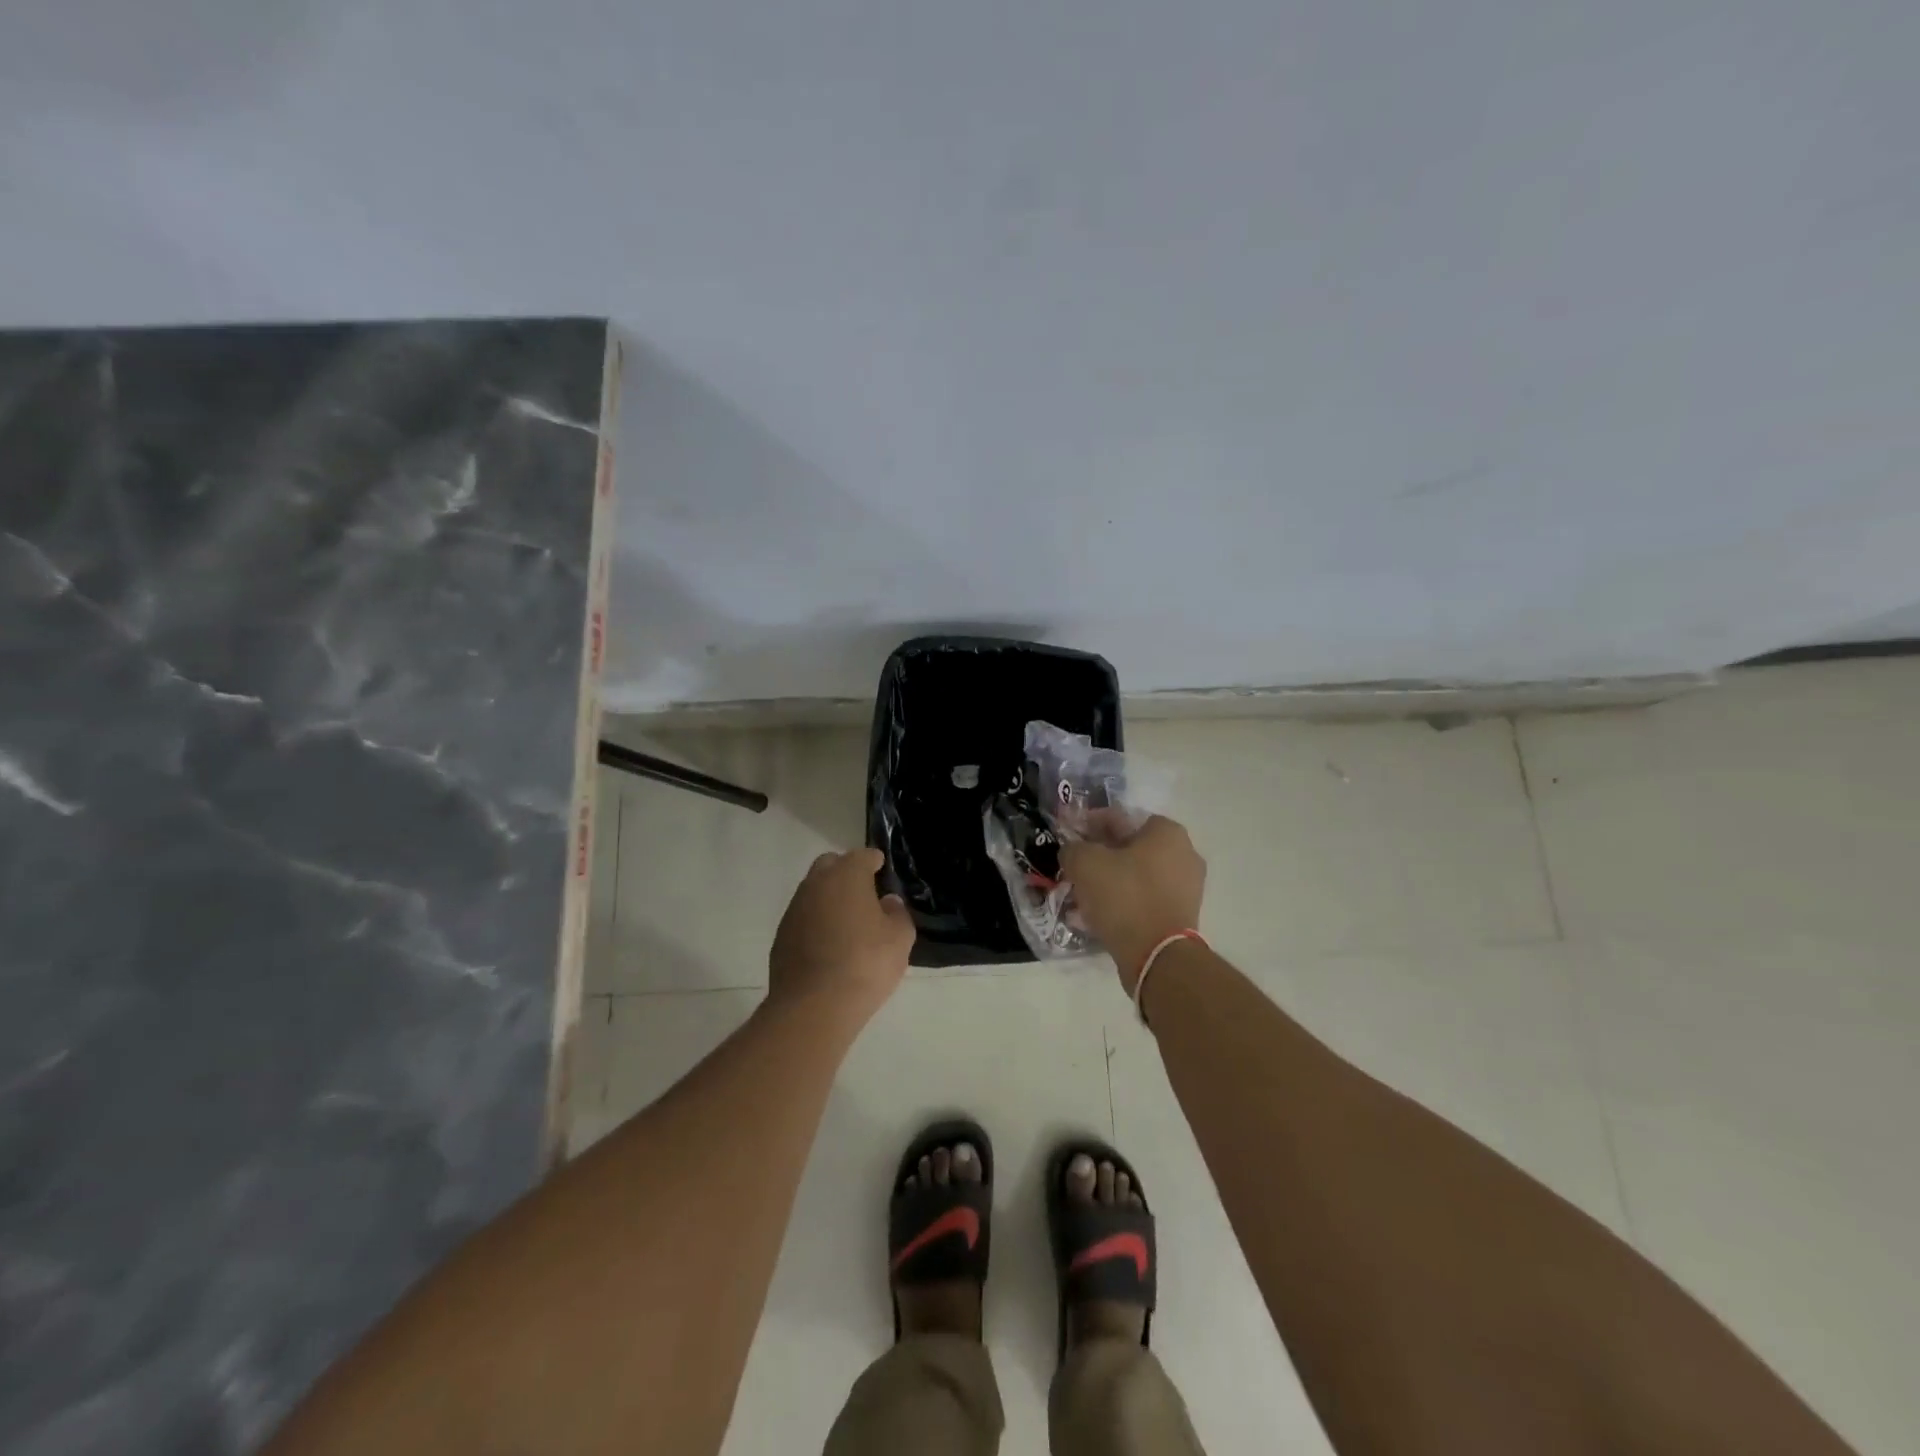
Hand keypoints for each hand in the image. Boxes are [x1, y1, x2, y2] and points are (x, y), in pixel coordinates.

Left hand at [769, 848, 915, 1016]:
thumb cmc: (866, 963)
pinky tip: (828, 945)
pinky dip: (815, 922)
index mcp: (847, 875)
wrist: (814, 1005)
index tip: (882, 870)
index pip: (862, 856)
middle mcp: (816, 884)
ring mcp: (794, 909)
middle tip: (864, 894)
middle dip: (846, 872)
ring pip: (813, 891)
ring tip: (847, 922)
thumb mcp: (900, 939)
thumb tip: (888, 902)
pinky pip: (803, 918)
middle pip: (831, 865)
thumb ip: (897, 914)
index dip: (874, 862)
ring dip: (829, 899)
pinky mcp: (781, 936)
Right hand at [1060, 815, 1205, 990]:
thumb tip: (1073, 851)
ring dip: (1110, 882)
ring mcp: (1187, 887)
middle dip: (1101, 857)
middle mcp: (1184, 854)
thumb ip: (1073, 848)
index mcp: (1167, 832)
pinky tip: (1097, 916)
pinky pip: (1144, 900)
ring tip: (1082, 896)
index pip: (1121, 818)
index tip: (1071, 837)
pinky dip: (1123, 904)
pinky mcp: (1181, 916)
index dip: (1090, 825)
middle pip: (1130, 848)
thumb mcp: (1085, 862)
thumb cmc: (1123, 896)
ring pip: (1136, 877)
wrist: (1157, 956)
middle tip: (1076, 868)